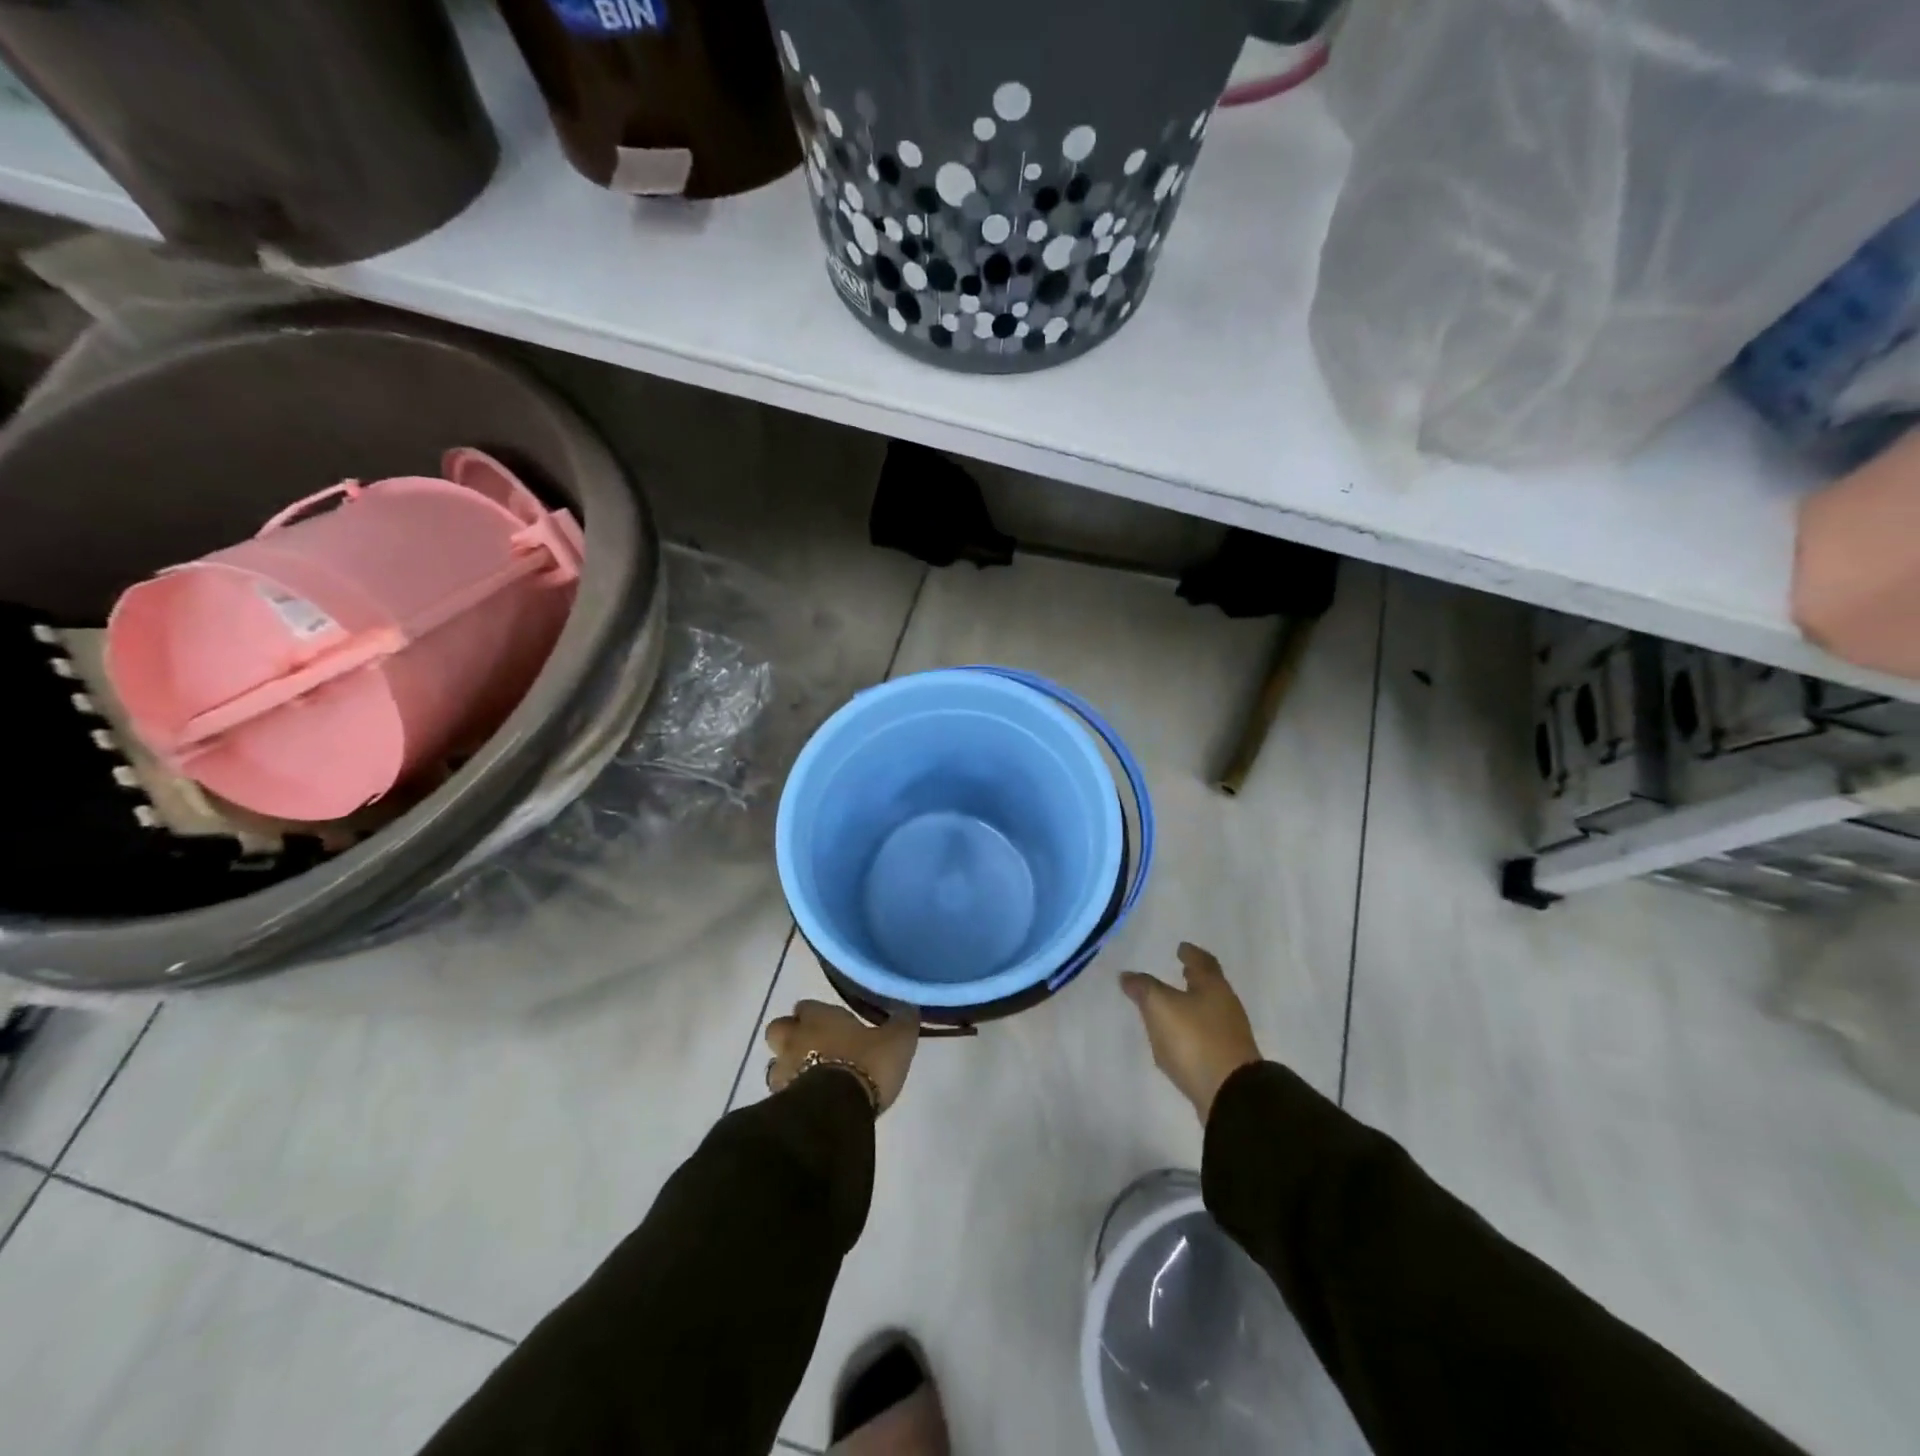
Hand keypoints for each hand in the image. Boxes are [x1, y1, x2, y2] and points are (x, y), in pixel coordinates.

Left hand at [764, 1000, 917, 1113]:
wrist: (836, 1111)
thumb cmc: (866, 1064)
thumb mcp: (897, 1041)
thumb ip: (902, 1022)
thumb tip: (908, 1008)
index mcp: (819, 1017)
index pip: (807, 1006)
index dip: (816, 1014)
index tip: (831, 1024)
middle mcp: (795, 1038)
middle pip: (779, 1029)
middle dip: (791, 1036)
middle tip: (812, 1048)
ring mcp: (783, 1071)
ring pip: (776, 1062)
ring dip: (788, 1068)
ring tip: (809, 1079)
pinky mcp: (780, 1102)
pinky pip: (781, 1092)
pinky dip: (791, 1095)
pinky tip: (810, 1103)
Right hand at [1120, 942, 1262, 1121]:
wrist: (1230, 1094)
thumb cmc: (1195, 1039)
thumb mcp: (1160, 1006)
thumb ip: (1143, 988)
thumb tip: (1127, 975)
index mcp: (1213, 987)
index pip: (1203, 962)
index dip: (1191, 954)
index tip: (1182, 948)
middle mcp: (1226, 1006)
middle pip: (1209, 986)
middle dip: (1194, 979)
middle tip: (1181, 971)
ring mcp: (1230, 1035)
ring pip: (1209, 1011)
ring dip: (1192, 1004)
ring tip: (1173, 1005)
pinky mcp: (1227, 1061)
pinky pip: (1206, 1036)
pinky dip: (1193, 1030)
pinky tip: (1178, 1038)